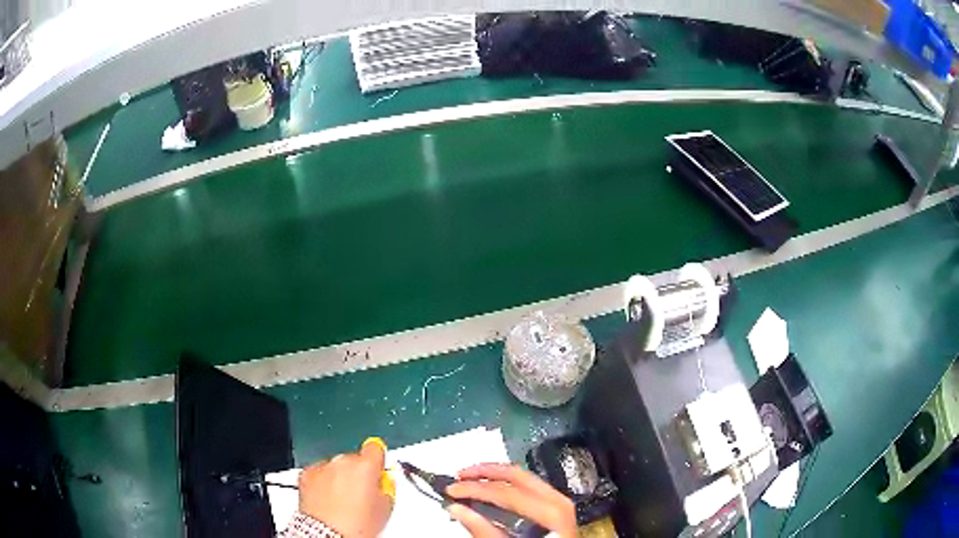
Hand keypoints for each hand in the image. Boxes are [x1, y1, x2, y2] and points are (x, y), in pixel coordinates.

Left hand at [298, 439, 393, 536]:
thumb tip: (382, 483)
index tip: (377, 468)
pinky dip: (322, 483)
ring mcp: (323, 467)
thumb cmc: (356, 526)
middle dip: (357, 474)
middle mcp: (342, 462)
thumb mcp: (385, 508)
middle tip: (360, 495)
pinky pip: (319, 474)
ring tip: (342, 502)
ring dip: (339, 478)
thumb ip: (386, 488)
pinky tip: (328, 501)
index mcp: (365, 466)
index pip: (375, 448)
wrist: (328, 534)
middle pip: (354, 460)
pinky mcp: (306, 475)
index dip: (377, 459)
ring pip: (336, 467)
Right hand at [445, 463, 576, 537]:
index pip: (504, 491)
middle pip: (516, 475)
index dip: (473, 488)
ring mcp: (560, 502)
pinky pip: (529, 485)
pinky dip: (507, 484)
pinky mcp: (556, 506)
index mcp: (550, 511)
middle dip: (483, 472)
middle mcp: (558, 501)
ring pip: (523, 476)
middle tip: (459, 476)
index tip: (451, 490)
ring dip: (494, 475)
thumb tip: (457, 509)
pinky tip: (492, 489)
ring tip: (471, 479)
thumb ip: (483, 531)